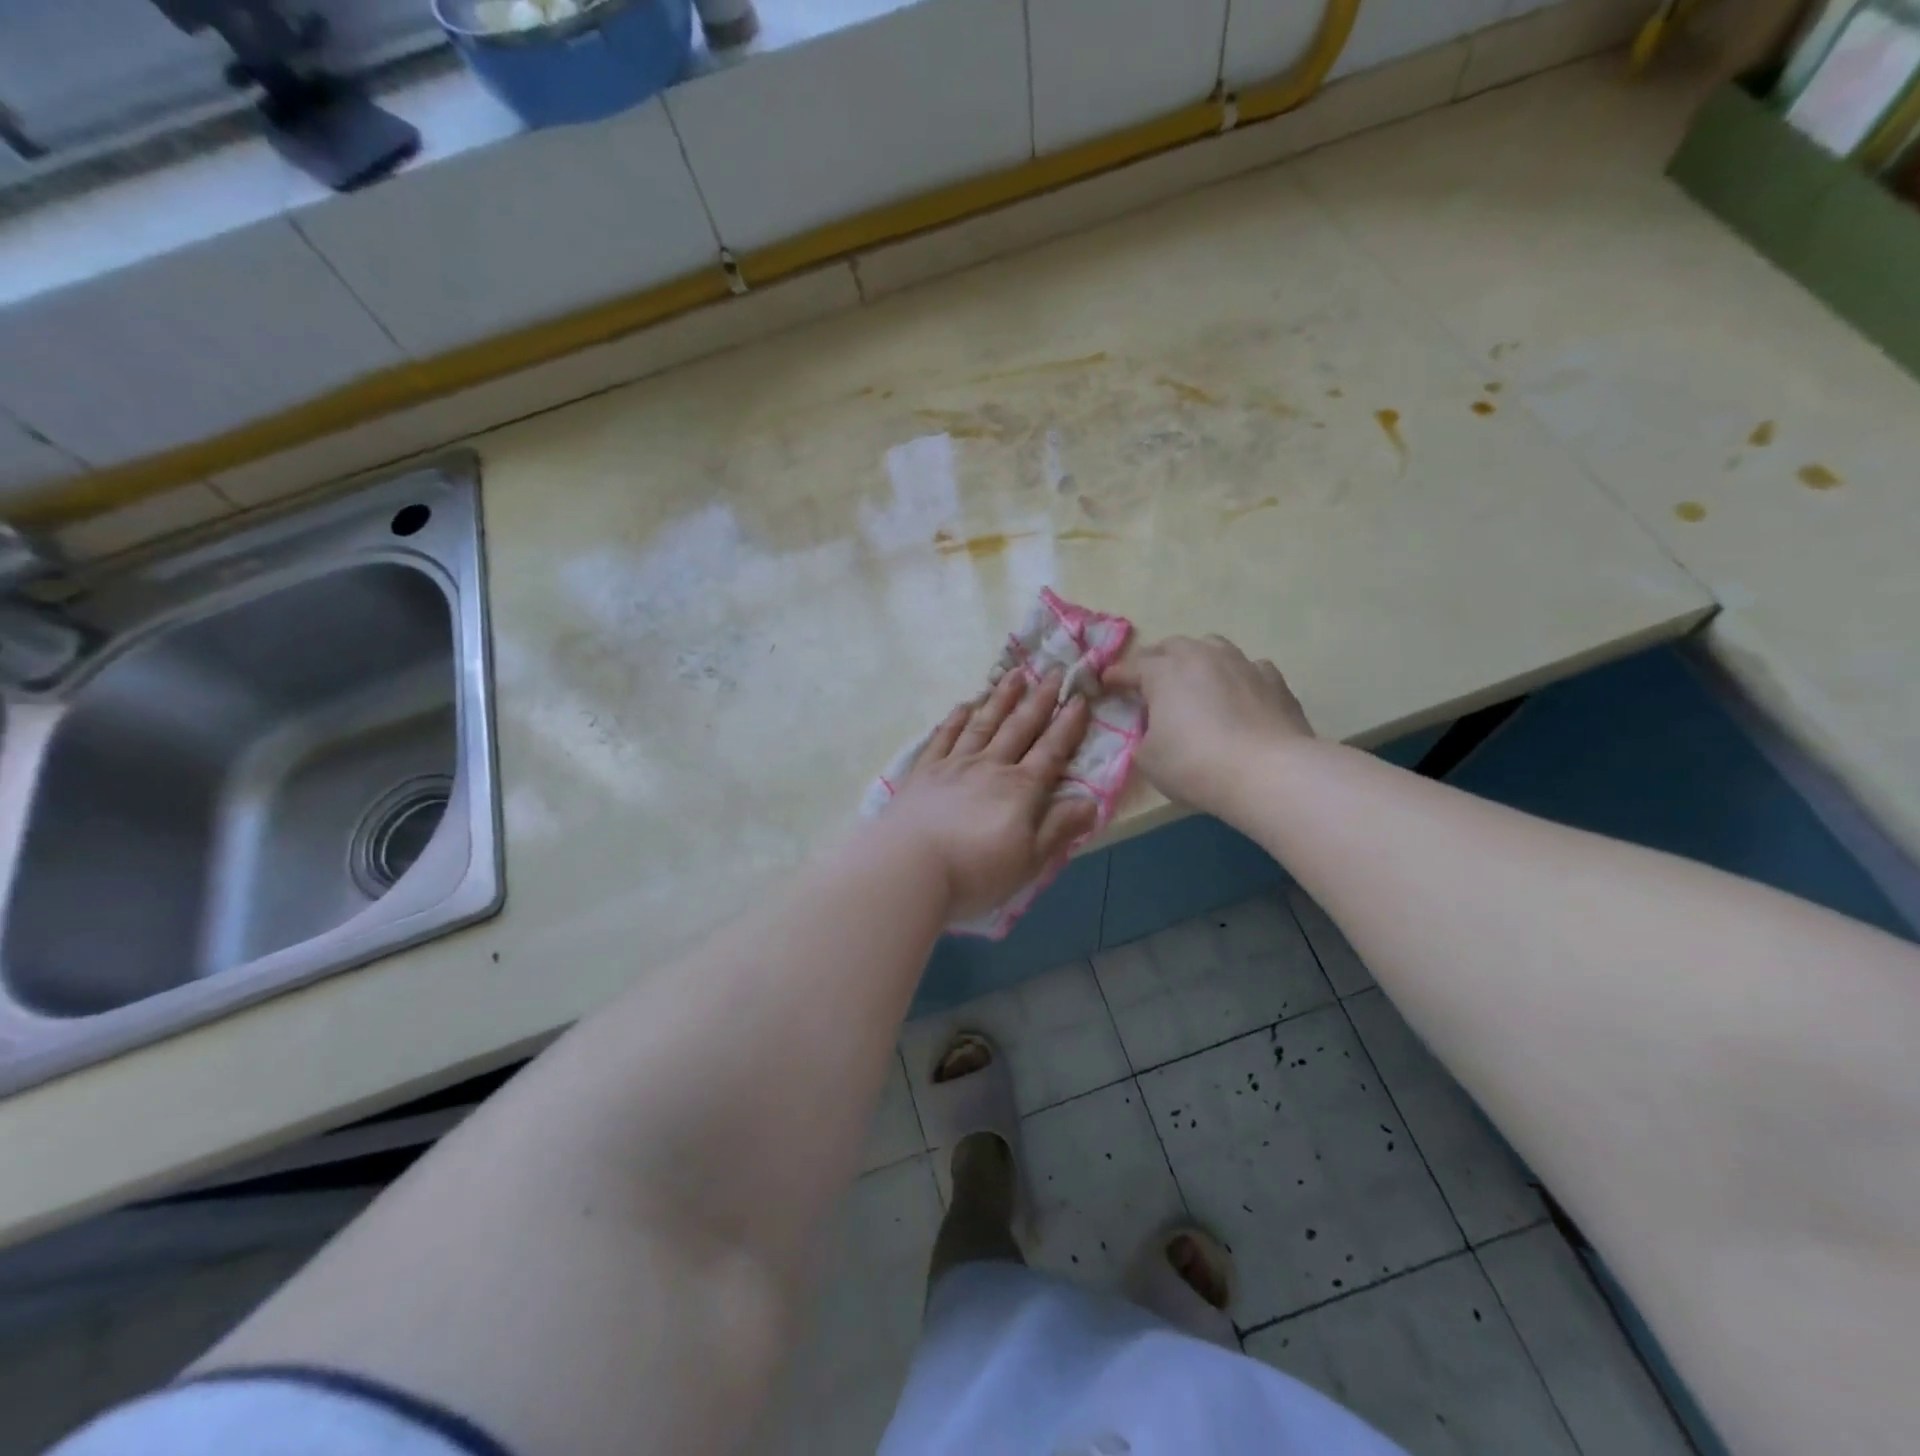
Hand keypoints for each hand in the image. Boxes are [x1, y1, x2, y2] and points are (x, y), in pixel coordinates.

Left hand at [883, 669, 1098, 918]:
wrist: (909, 867)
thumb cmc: (974, 871)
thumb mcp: (1029, 860)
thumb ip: (1058, 828)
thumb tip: (1092, 802)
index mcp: (1020, 789)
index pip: (1051, 751)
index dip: (1067, 725)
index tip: (1080, 698)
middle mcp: (990, 767)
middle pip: (1019, 727)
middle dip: (1040, 699)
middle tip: (1055, 671)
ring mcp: (954, 764)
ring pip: (984, 723)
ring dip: (1002, 698)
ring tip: (1016, 675)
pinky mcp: (924, 771)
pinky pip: (945, 736)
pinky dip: (957, 718)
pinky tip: (966, 704)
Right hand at [1104, 635, 1312, 815]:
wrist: (1269, 772)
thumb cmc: (1195, 764)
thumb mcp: (1148, 759)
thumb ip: (1145, 737)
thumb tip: (1155, 730)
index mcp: (1164, 672)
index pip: (1132, 668)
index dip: (1117, 676)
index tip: (1106, 683)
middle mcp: (1202, 657)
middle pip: (1173, 646)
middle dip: (1158, 659)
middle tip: (1151, 679)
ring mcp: (1242, 664)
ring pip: (1214, 647)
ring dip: (1199, 659)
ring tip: (1197, 679)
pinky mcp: (1275, 681)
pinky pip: (1250, 668)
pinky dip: (1238, 677)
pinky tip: (1240, 694)